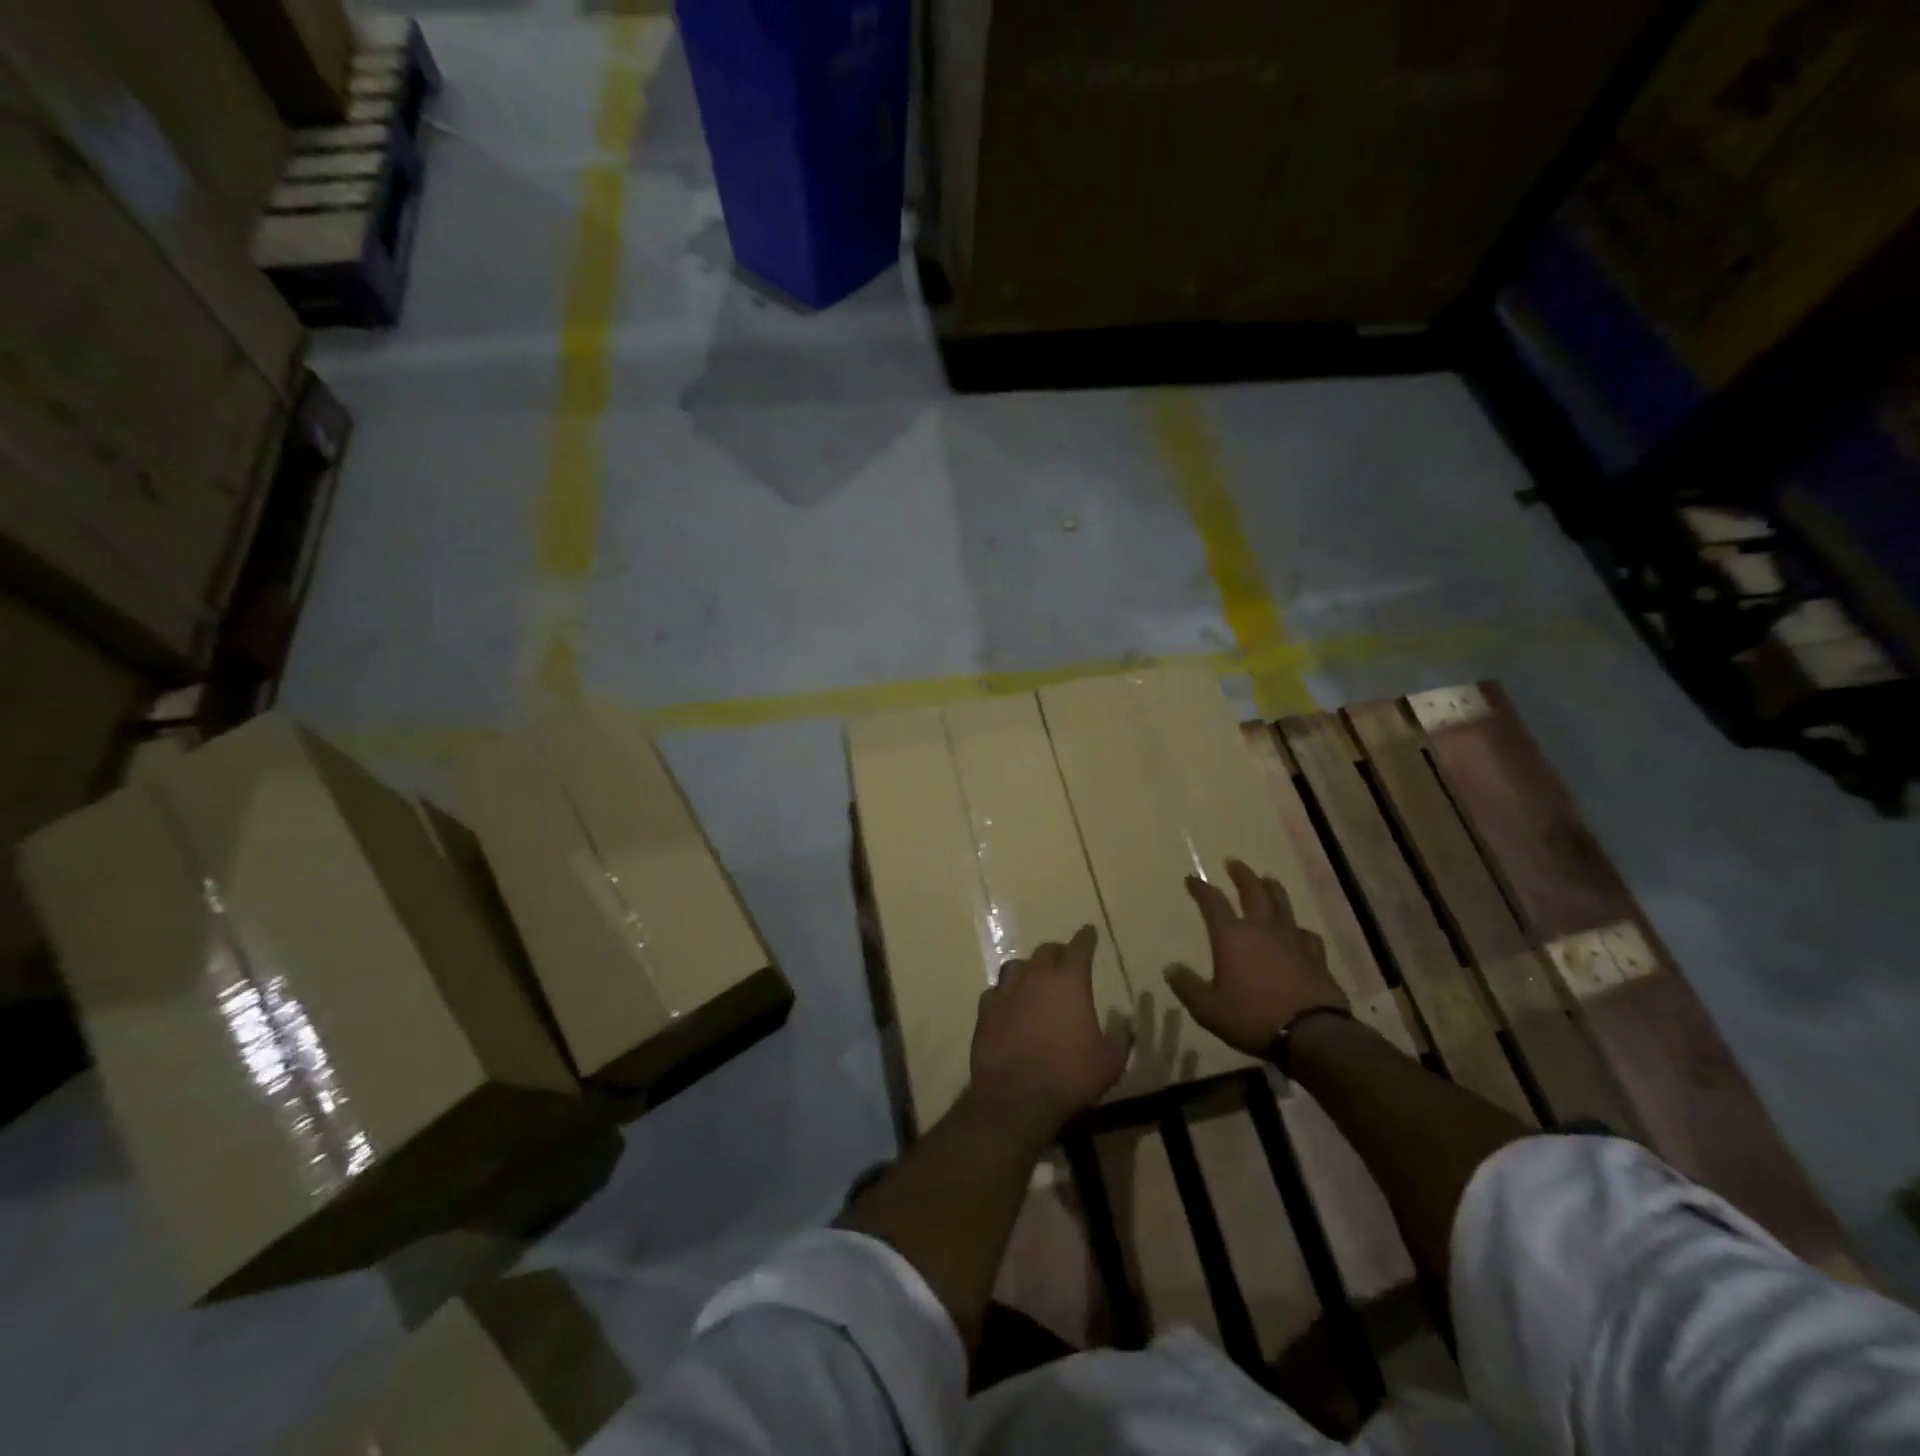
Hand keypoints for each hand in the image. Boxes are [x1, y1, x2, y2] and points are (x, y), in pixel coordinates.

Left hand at [970, 926, 1132, 1142]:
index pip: (1080, 948)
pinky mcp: (985, 1011)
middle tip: (1064, 959)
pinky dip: (1004, 995)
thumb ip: (1121, 1037)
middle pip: (1046, 952)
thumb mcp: (1110, 1062)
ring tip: (1033, 980)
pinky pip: (995, 993)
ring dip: (1028, 969)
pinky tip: (1008, 1005)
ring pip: (1016, 966)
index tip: (1089, 931)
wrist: (1017, 1097)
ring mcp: (1007, 992)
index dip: (1086, 938)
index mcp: (1069, 982)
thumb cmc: (1070, 1076)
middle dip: (1058, 953)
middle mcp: (1036, 977)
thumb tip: (1123, 1020)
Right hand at [1165, 860, 1347, 1056]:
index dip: (1201, 888)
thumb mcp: (1208, 1009)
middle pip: (1252, 891)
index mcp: (1232, 936)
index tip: (1192, 879)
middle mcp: (1262, 929)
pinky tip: (1298, 931)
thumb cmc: (1252, 1017)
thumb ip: (1187, 987)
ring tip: (1268, 879)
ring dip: (1272, 888)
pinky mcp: (1315, 956)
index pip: (1212, 902)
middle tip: (1234, 862)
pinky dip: (1298, 928)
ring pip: (1282, 904)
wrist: (1311, 1033)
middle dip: (1241, 875)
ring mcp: (1292, 939)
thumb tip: (1170, 968)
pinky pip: (1305, 933)